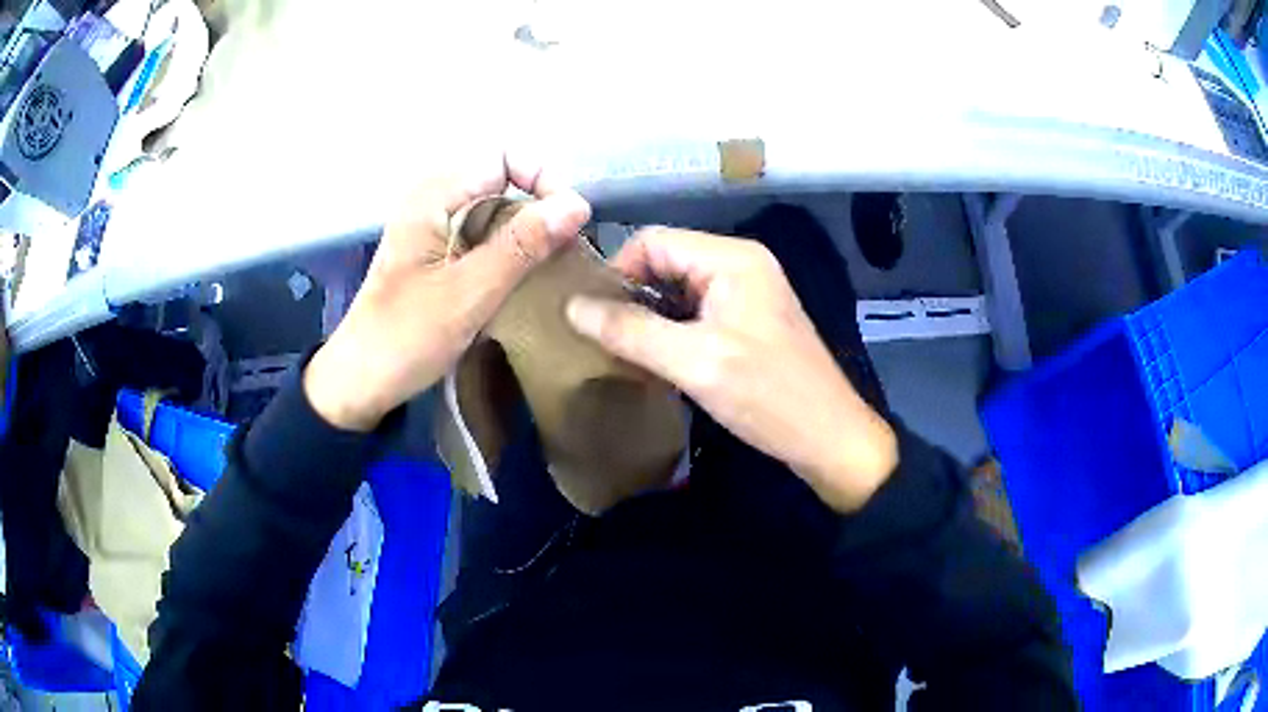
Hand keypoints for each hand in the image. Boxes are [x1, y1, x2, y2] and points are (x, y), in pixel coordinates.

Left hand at [304, 155, 590, 430]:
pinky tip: (523, 277)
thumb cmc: (406, 337)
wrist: (361, 381)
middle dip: (539, 205)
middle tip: (563, 250)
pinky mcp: (438, 251)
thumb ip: (521, 245)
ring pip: (496, 207)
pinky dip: (510, 247)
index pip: (503, 155)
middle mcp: (433, 199)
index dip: (542, 177)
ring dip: (527, 229)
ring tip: (549, 264)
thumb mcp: (469, 292)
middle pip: (502, 177)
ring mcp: (434, 226)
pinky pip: (484, 232)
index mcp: (433, 196)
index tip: (566, 222)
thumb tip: (578, 204)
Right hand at [566, 228, 896, 512]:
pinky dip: (671, 329)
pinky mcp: (749, 320)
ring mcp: (747, 292)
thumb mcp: (695, 362)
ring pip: (678, 288)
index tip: (590, 315)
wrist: (829, 438)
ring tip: (620, 350)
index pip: (652, 240)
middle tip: (600, 336)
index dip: (616, 271)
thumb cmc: (768, 396)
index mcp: (731, 258)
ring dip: (648, 315)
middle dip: (630, 295)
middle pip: (665, 261)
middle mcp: (740, 263)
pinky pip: (696, 310)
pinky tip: (654, 359)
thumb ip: (630, 331)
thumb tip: (571, 307)